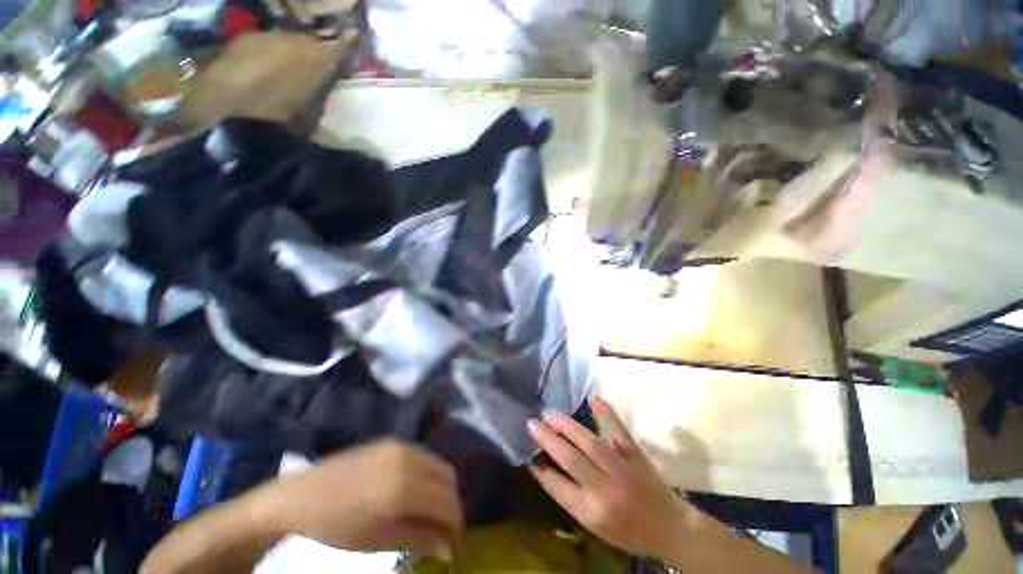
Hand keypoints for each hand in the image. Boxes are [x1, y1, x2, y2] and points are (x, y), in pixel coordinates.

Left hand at [263, 440, 462, 559]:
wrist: (298, 498)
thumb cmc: (335, 527)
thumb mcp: (378, 541)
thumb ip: (419, 539)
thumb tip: (449, 548)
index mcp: (404, 487)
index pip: (447, 502)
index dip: (456, 524)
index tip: (454, 544)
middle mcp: (410, 458)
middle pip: (449, 479)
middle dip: (453, 504)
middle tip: (445, 529)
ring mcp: (402, 445)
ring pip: (439, 464)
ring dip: (443, 488)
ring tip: (433, 511)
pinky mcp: (393, 441)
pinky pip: (424, 456)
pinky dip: (429, 474)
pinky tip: (417, 491)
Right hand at [527, 396, 691, 557]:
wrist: (670, 528)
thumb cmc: (628, 531)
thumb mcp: (595, 525)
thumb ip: (571, 498)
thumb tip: (547, 470)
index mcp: (592, 511)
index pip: (558, 486)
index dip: (541, 469)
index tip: (528, 453)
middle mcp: (604, 488)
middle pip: (570, 458)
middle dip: (548, 439)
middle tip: (532, 423)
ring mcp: (621, 468)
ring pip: (589, 442)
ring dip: (567, 425)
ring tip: (549, 414)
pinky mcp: (635, 454)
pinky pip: (619, 431)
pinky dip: (607, 414)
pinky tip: (594, 398)